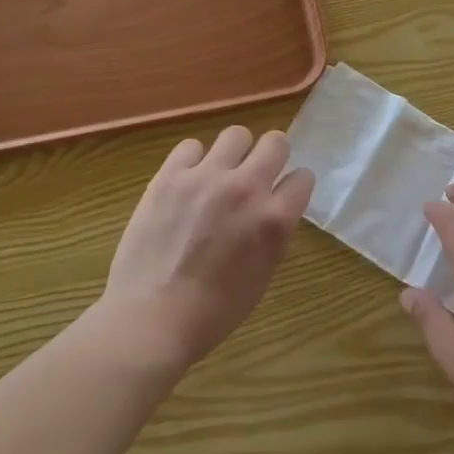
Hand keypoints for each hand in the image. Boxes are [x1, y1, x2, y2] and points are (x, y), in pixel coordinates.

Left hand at [100, 126, 314, 373]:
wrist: (151, 319)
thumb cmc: (213, 311)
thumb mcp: (262, 275)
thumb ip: (272, 233)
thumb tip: (272, 209)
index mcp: (274, 219)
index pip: (303, 177)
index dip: (294, 186)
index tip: (284, 194)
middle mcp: (246, 188)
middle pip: (275, 142)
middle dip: (272, 155)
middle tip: (257, 173)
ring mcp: (207, 177)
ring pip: (236, 134)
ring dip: (234, 153)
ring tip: (221, 173)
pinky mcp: (170, 175)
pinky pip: (190, 146)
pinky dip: (193, 160)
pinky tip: (187, 181)